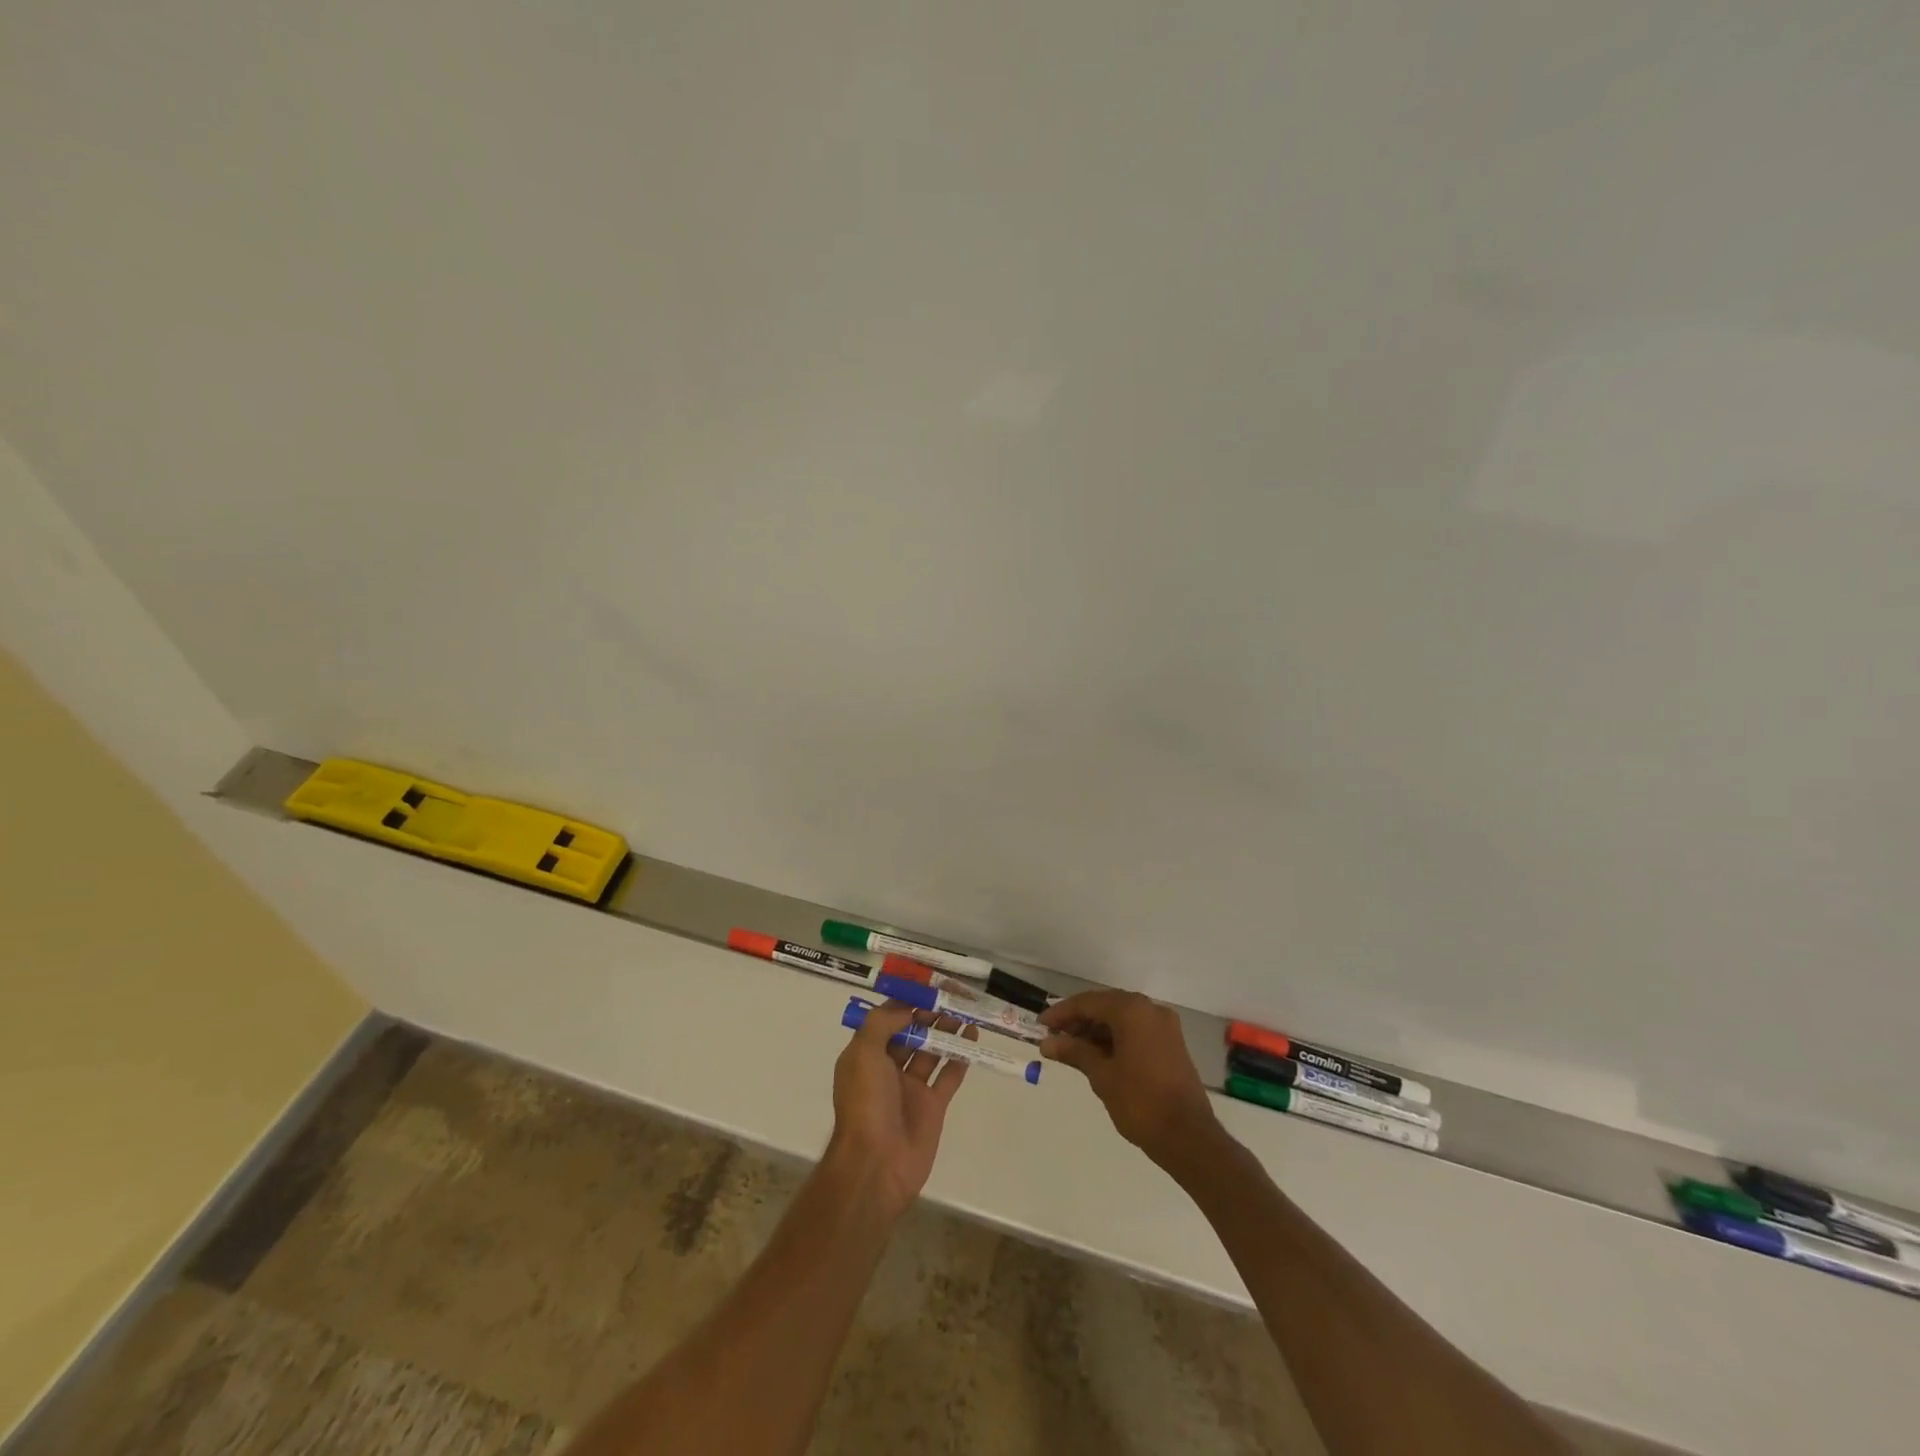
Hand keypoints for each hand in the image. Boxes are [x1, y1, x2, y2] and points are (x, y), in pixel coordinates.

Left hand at [828, 1001, 972, 1219]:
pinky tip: (973, 1037)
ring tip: (966, 1011)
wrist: (876, 1164)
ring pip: (931, 1050)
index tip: (927, 984)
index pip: (887, 1019)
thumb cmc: (865, 1103)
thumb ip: (883, 1023)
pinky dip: (961, 1056)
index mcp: (865, 1055)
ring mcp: (911, 1088)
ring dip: (946, 1030)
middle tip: (953, 995)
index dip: (906, 1001)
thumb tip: (907, 1007)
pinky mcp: (933, 1106)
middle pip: (911, 1033)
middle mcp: (887, 1068)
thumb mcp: (863, 1053)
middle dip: (930, 1013)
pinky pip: (948, 1075)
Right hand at [1040, 989, 1219, 1168]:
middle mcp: (1150, 1009)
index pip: (1088, 1002)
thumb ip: (1074, 1052)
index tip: (1041, 1025)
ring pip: (1121, 1018)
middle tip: (1054, 1037)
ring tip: (1071, 1049)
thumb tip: (1047, 1043)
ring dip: (1096, 1030)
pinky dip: (1115, 1038)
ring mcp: (1164, 1026)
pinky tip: (1097, 1055)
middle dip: (1078, 1020)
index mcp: (1132, 1010)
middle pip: (1105, 1006)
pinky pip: (1136, 1030)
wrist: (1189, 1137)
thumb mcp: (1101, 1075)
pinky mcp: (1171, 1043)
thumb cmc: (1140, 1102)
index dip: (1062, 1013)